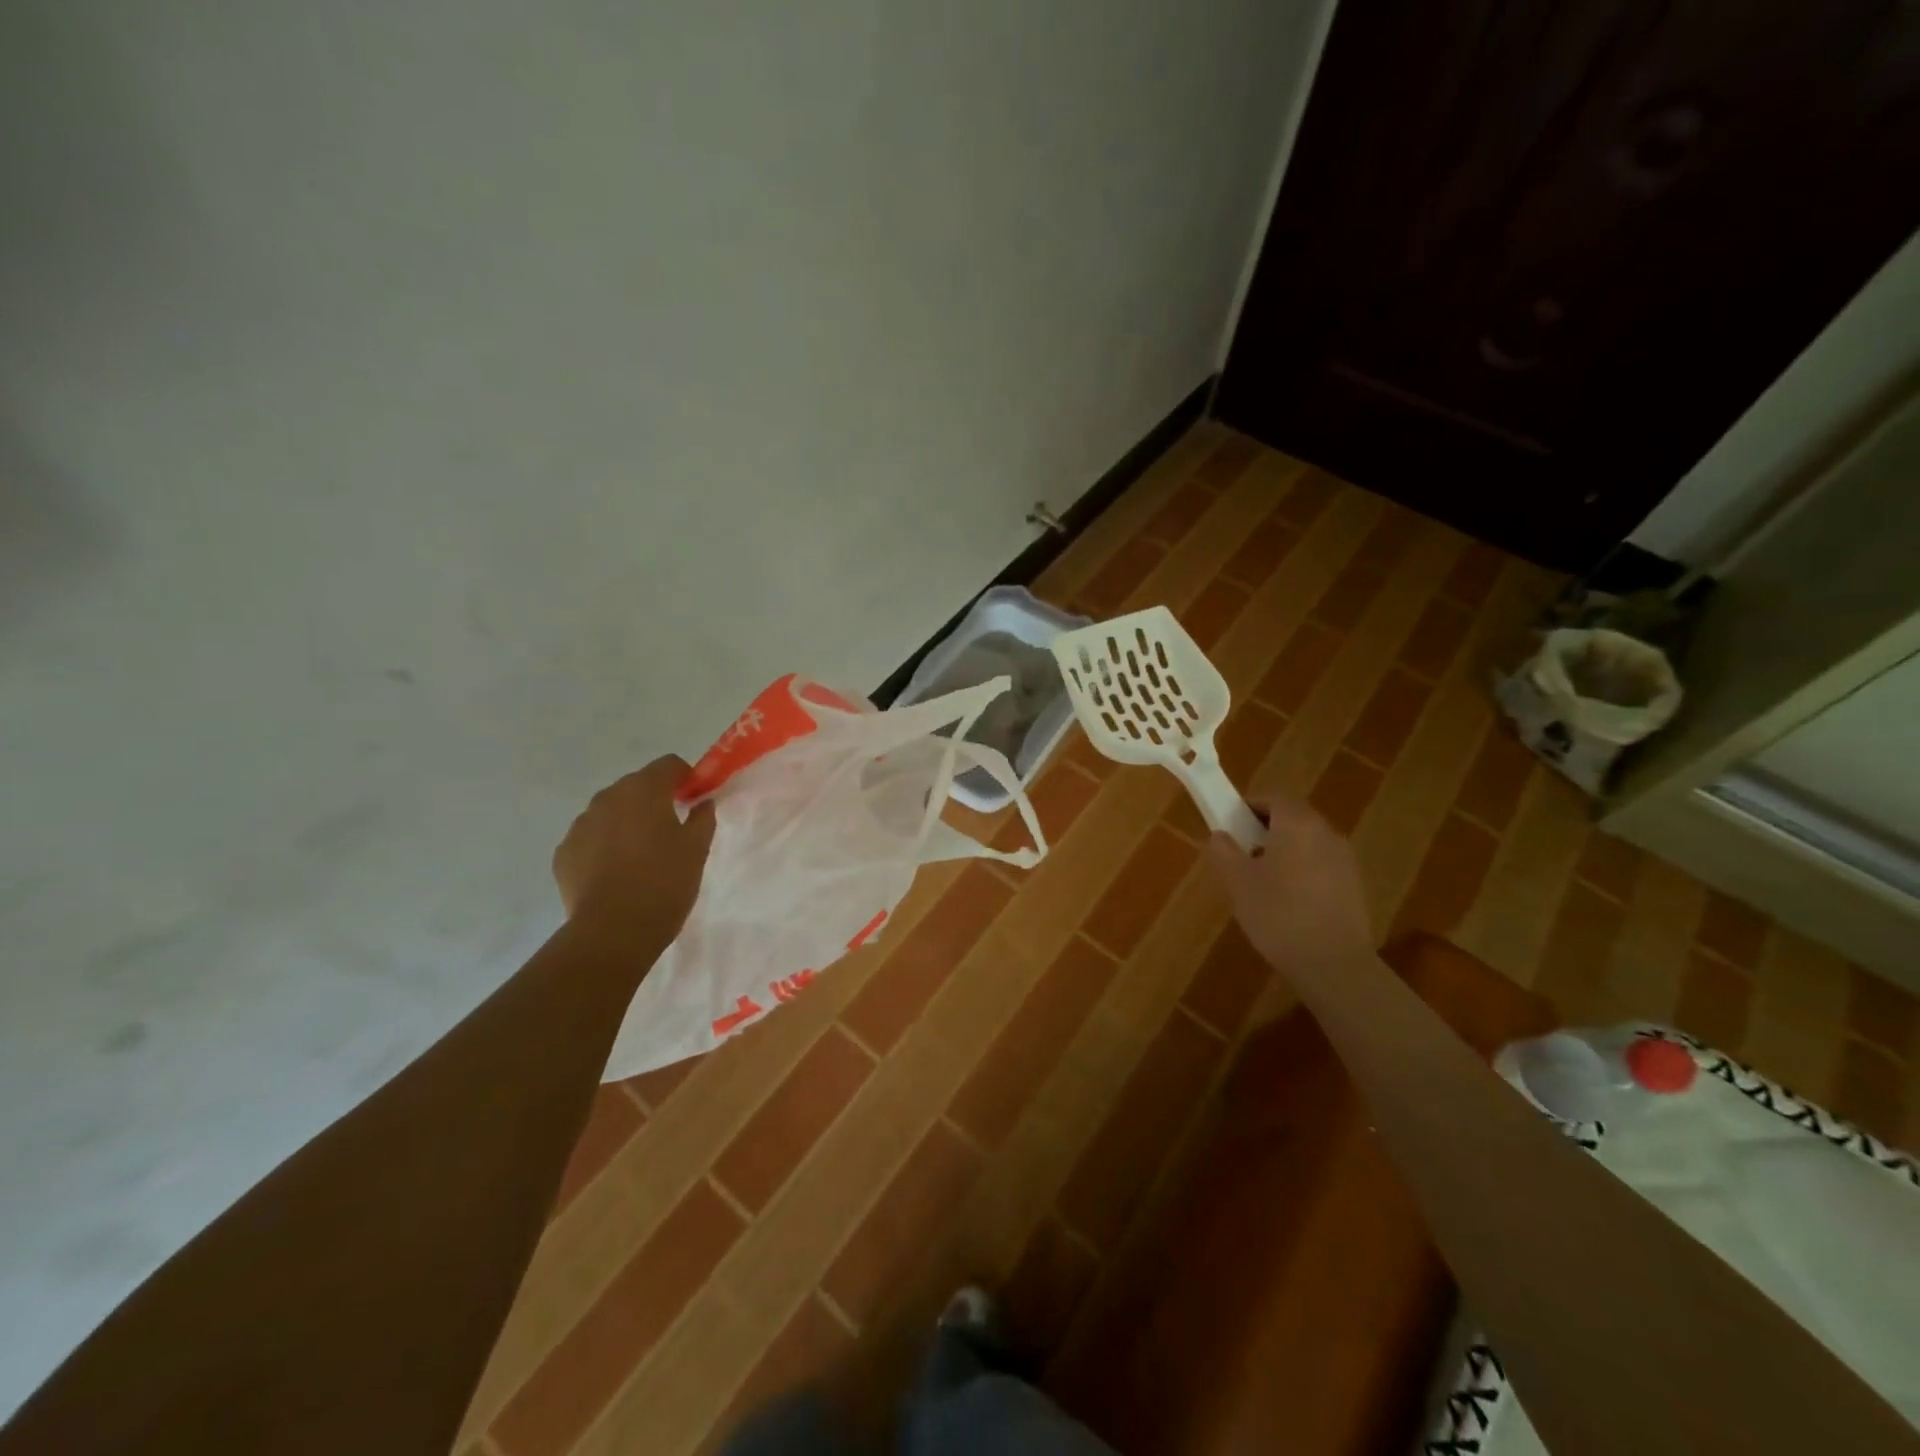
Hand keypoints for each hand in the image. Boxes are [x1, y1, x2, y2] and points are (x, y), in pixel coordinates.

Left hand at [553, 756, 715, 936]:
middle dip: (655, 800)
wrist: (613, 931)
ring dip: (628, 822)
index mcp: (643, 790)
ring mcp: (581, 825)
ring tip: (642, 855)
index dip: (686, 778)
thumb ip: (702, 817)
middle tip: (672, 830)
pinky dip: (605, 846)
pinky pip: (591, 838)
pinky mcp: (564, 852)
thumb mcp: (697, 848)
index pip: (669, 764)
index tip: (694, 800)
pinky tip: (617, 873)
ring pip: (611, 812)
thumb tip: (702, 802)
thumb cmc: (664, 882)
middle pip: (637, 786)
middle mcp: (607, 798)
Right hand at [1208, 795, 1373, 977]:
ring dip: (1283, 851)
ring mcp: (1345, 860)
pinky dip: (1301, 871)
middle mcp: (1326, 833)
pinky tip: (1287, 903)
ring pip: (1307, 842)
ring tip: (1261, 882)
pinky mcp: (1353, 886)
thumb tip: (1220, 835)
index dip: (1249, 806)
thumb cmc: (1278, 914)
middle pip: (1292, 818)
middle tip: (1241, 853)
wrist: (1334, 965)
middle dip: (1264, 829)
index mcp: (1298, 824)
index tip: (1230, 825)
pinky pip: (1320, 865)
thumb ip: (1224, 851)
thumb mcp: (1238, 882)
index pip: (1273, 797)